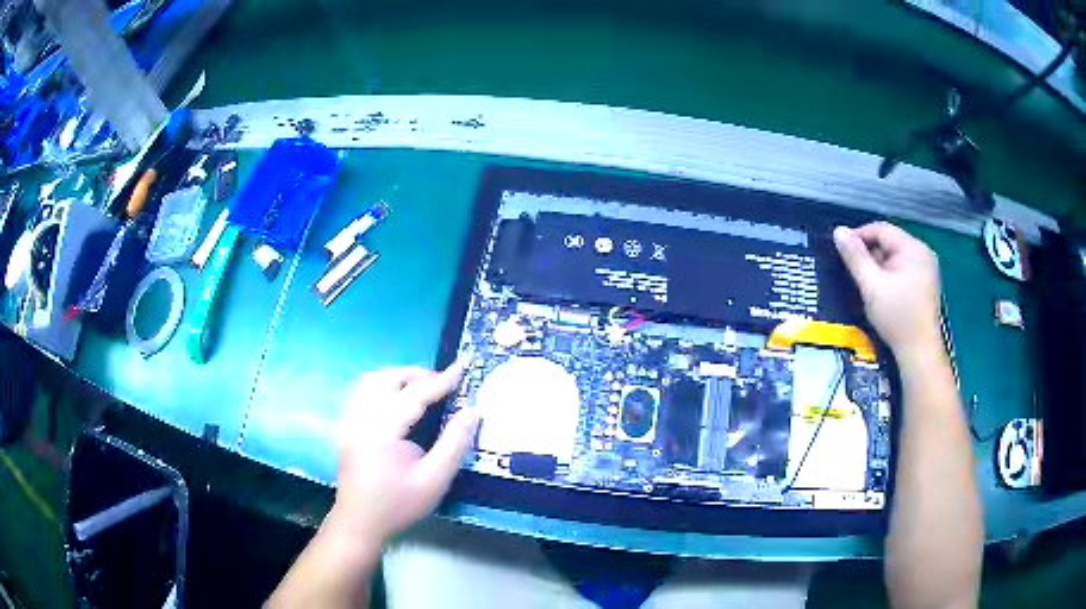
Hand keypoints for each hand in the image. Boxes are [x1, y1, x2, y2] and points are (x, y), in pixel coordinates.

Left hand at [329, 363, 479, 551]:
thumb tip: (472, 412)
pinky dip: (383, 387)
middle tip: (443, 384)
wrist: (359, 523)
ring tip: (422, 389)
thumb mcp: (434, 480)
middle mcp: (361, 417)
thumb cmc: (398, 504)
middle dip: (417, 374)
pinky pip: (363, 392)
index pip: (414, 394)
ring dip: (398, 378)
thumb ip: (454, 443)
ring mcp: (350, 421)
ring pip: (371, 381)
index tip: (462, 367)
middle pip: (387, 378)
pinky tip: (398, 402)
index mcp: (382, 428)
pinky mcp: (348, 427)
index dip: (441, 380)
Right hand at [833, 222, 942, 358]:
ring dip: (879, 266)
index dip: (859, 236)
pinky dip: (890, 276)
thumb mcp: (871, 286)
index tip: (842, 251)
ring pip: (895, 257)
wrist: (920, 353)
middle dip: (870, 254)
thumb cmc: (897, 317)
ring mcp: (927, 268)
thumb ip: (855, 257)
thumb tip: (838, 231)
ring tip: (867, 284)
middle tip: (854, 273)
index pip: (881, 229)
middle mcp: (923, 252)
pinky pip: (903, 269)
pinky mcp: (926, 284)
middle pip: (889, 242)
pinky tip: (882, 292)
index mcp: (913, 248)